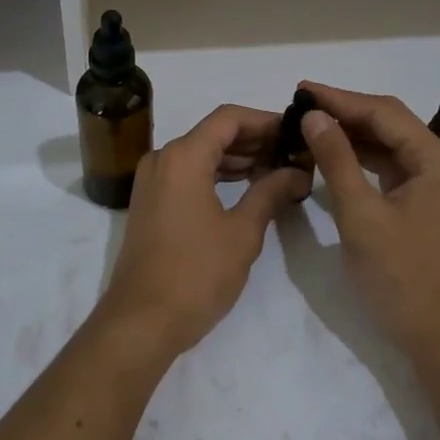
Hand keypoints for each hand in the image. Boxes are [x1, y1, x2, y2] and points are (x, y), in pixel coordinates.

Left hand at [99, 105, 311, 359]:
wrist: (141, 321)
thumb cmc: (195, 274)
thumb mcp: (242, 232)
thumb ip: (271, 192)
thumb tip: (298, 172)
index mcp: (183, 156)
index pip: (229, 118)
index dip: (265, 120)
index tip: (295, 131)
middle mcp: (163, 158)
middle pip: (214, 133)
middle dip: (255, 139)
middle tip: (293, 152)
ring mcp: (153, 180)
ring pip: (201, 153)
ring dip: (238, 157)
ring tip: (278, 169)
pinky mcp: (151, 202)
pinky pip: (188, 173)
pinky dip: (217, 174)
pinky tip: (247, 186)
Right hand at [298, 82, 439, 356]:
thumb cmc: (403, 278)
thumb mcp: (361, 216)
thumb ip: (337, 160)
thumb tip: (314, 116)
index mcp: (437, 159)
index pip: (383, 112)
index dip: (340, 98)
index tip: (301, 90)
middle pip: (390, 124)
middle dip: (345, 112)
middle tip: (301, 105)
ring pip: (391, 146)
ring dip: (353, 135)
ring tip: (311, 125)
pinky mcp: (430, 204)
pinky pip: (394, 168)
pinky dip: (364, 160)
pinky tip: (335, 156)